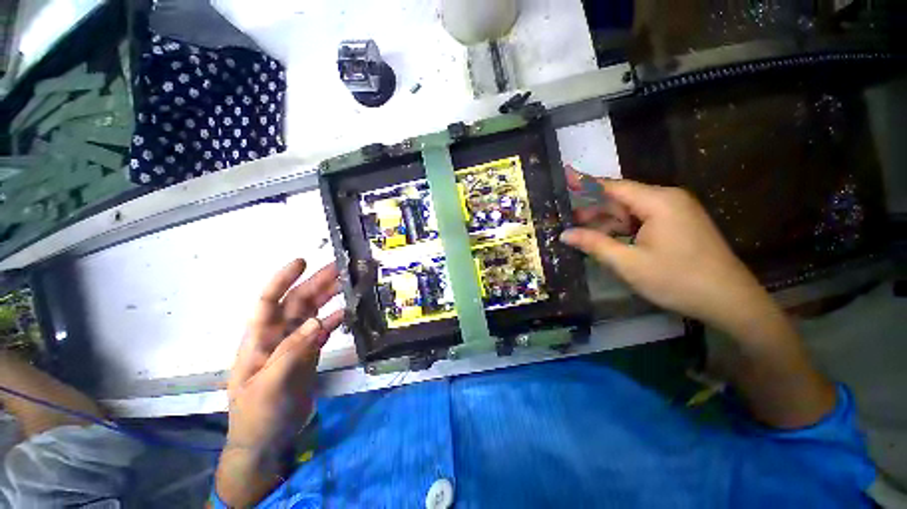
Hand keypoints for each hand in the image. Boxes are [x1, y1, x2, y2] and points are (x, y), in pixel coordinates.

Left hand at [215, 259, 342, 506]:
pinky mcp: (309, 353)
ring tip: (350, 284)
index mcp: (259, 338)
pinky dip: (334, 319)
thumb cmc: (258, 413)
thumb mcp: (271, 384)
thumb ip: (293, 350)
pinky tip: (347, 312)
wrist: (268, 440)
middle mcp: (277, 335)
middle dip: (317, 283)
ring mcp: (295, 343)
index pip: (268, 301)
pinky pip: (323, 330)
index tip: (302, 261)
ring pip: (313, 312)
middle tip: (341, 268)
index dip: (283, 280)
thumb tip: (318, 320)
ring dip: (330, 297)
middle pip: (297, 302)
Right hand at [560, 169, 772, 336]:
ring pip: (630, 211)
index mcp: (658, 202)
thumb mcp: (628, 263)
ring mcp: (674, 212)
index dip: (585, 184)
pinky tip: (605, 240)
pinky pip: (641, 221)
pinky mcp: (677, 225)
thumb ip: (594, 244)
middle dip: (593, 209)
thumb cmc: (677, 280)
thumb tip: (564, 234)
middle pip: (621, 198)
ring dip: (606, 222)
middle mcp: (667, 199)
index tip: (563, 180)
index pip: (613, 186)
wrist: (728, 301)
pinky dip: (621, 229)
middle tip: (565, 220)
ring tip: (579, 232)